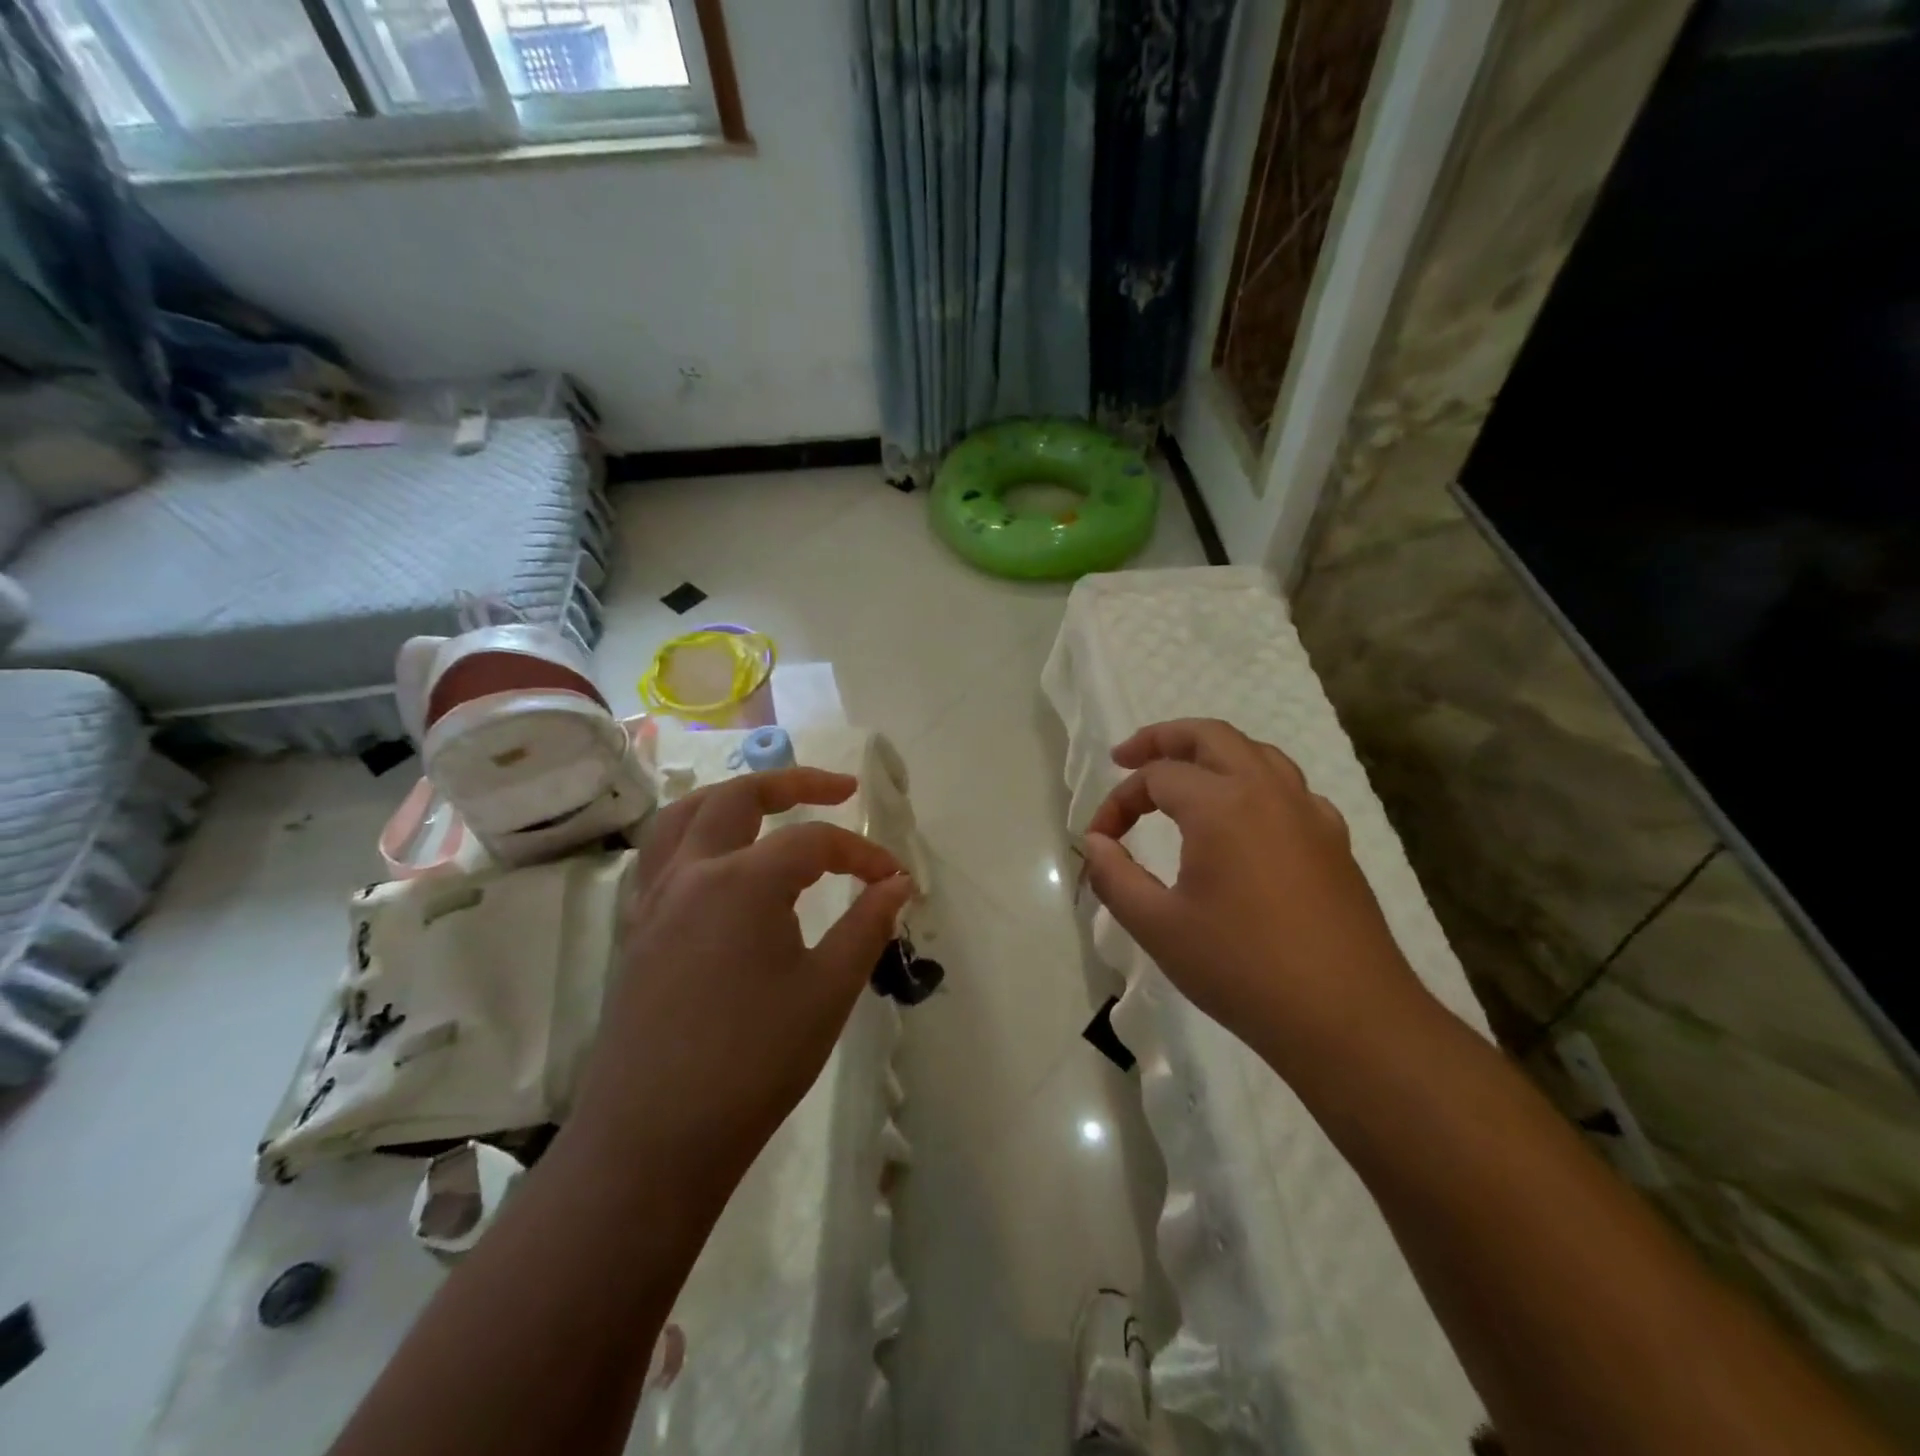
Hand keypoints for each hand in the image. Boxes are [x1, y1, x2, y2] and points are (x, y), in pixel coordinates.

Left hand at [572, 769, 914, 1197]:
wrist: (654, 1139)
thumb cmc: (753, 1062)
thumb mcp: (828, 991)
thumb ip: (866, 926)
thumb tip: (897, 884)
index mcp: (742, 882)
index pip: (814, 843)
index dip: (862, 854)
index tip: (894, 879)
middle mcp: (692, 873)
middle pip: (740, 797)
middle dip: (794, 782)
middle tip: (838, 789)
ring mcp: (655, 900)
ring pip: (686, 815)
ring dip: (732, 797)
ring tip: (769, 805)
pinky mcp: (636, 930)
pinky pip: (662, 855)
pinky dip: (696, 835)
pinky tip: (719, 863)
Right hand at [1081, 719, 1423, 1068]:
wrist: (1347, 1019)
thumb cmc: (1242, 969)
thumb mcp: (1158, 927)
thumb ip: (1115, 877)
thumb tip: (1096, 844)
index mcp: (1222, 805)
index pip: (1156, 778)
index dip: (1118, 802)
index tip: (1100, 840)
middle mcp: (1268, 792)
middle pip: (1211, 736)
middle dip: (1163, 739)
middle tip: (1127, 758)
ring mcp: (1309, 814)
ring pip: (1256, 753)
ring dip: (1211, 752)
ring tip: (1183, 775)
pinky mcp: (1334, 841)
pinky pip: (1288, 788)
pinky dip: (1254, 783)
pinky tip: (1245, 819)